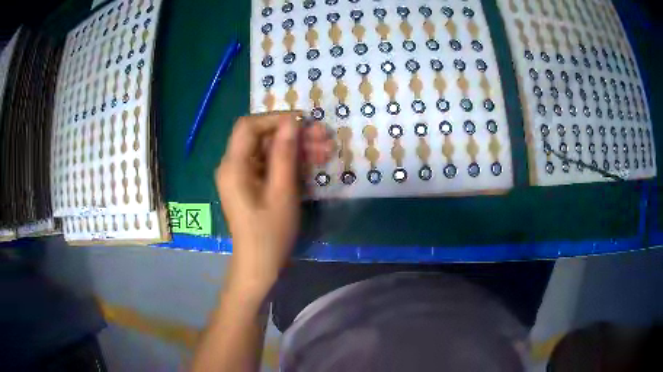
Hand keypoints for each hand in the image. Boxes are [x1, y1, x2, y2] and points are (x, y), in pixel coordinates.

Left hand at [215, 112, 331, 293]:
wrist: (259, 266)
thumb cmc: (270, 233)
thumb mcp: (282, 192)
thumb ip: (285, 153)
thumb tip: (292, 121)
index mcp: (233, 166)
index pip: (249, 126)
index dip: (276, 119)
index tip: (304, 123)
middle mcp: (233, 166)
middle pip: (261, 137)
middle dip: (292, 134)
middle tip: (323, 137)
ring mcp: (242, 175)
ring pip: (268, 149)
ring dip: (295, 148)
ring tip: (326, 150)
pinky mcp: (251, 184)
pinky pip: (269, 164)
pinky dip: (290, 162)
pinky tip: (313, 163)